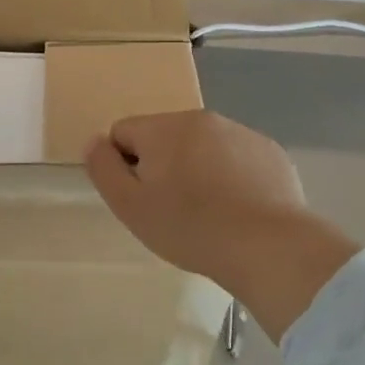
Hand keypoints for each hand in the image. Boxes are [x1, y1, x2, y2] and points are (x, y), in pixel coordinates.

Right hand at [83, 112, 360, 339]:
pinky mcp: (269, 152)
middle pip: (163, 138)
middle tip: (171, 210)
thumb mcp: (130, 206)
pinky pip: (235, 158)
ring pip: (200, 147)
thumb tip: (94, 141)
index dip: (123, 167)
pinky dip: (229, 177)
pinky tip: (237, 210)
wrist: (269, 246)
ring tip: (207, 213)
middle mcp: (202, 118)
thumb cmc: (190, 228)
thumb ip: (103, 168)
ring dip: (195, 170)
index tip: (142, 199)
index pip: (123, 133)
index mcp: (164, 128)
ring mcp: (240, 133)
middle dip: (161, 167)